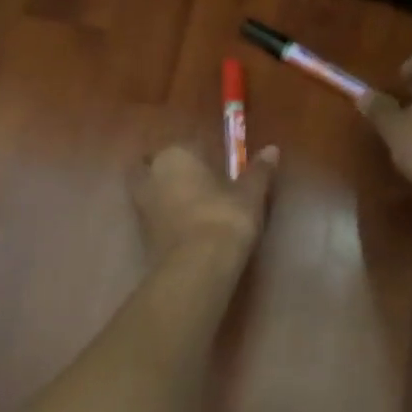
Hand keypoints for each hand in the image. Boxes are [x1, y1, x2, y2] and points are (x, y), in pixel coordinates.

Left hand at [131, 143, 277, 263]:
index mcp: (176, 154)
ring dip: (165, 194)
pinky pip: (153, 215)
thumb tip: (272, 149)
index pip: (189, 145)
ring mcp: (140, 204)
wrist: (197, 266)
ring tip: (191, 206)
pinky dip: (164, 217)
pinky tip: (184, 227)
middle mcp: (152, 173)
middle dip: (173, 171)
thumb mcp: (250, 194)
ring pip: (150, 190)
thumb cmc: (225, 217)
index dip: (203, 155)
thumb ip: (259, 170)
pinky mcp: (139, 233)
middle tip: (199, 183)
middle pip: (158, 164)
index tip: (218, 167)